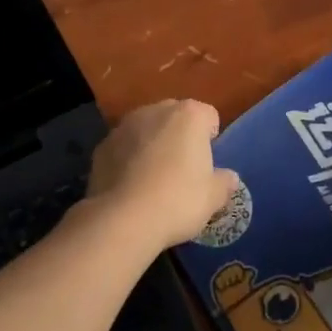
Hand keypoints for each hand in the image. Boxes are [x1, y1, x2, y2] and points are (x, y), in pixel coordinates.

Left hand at [86, 99, 238, 251]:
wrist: (123, 219)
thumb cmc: (178, 200)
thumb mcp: (213, 197)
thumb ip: (224, 182)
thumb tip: (229, 178)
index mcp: (189, 116)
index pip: (208, 116)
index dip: (211, 138)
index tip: (208, 163)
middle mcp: (156, 110)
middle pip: (175, 117)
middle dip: (180, 136)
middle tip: (183, 169)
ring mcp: (124, 126)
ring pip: (146, 130)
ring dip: (152, 145)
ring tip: (153, 179)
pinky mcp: (102, 146)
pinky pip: (123, 148)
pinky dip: (128, 159)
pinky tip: (131, 186)